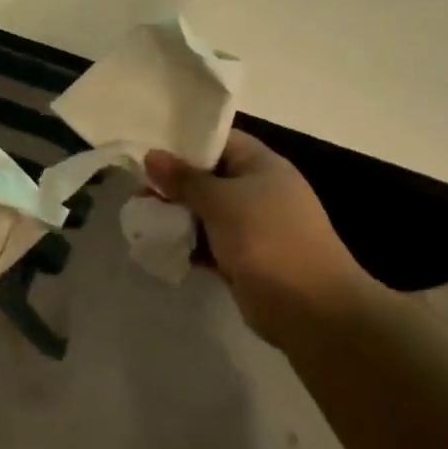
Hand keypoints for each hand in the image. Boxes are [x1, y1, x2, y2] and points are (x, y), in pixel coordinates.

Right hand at [145, 132, 369, 347]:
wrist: (310, 308)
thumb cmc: (266, 238)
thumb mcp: (220, 201)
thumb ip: (184, 179)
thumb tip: (151, 155)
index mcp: (261, 165)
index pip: (219, 140)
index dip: (184, 141)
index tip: (148, 148)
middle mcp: (258, 190)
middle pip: (208, 178)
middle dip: (173, 184)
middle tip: (136, 191)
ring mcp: (253, 227)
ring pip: (206, 213)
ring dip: (176, 216)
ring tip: (139, 217)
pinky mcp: (244, 259)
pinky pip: (209, 244)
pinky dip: (187, 245)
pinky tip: (156, 247)